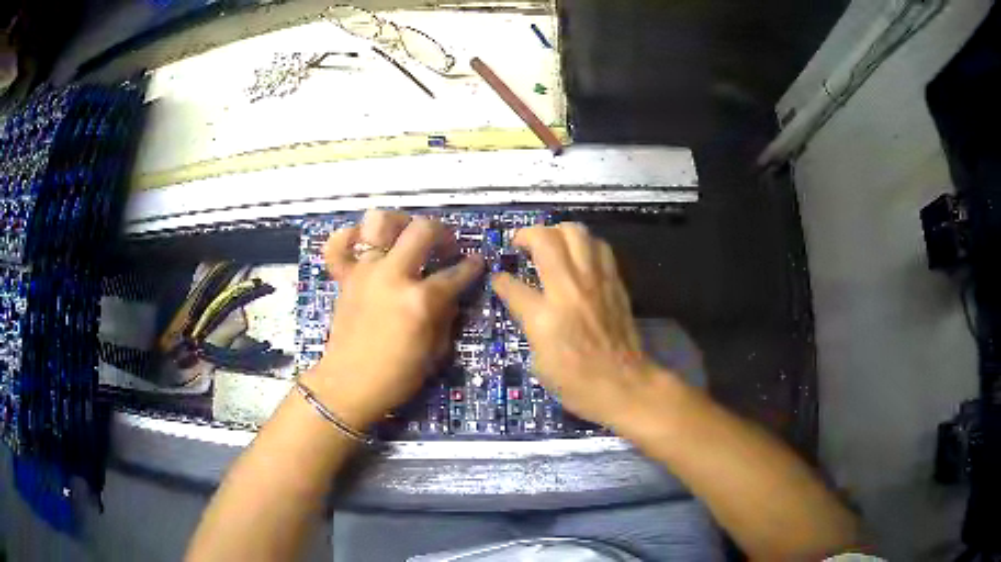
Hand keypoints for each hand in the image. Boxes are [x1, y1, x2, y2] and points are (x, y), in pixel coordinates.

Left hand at [302, 210, 482, 428]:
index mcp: (421, 300)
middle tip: (445, 247)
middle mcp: (393, 276)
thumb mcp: (436, 352)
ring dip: (398, 223)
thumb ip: (446, 316)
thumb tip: (450, 294)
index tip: (476, 263)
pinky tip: (363, 244)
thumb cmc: (397, 376)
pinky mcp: (344, 278)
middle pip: (423, 229)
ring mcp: (364, 272)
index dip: (472, 266)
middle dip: (442, 233)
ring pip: (379, 222)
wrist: (348, 386)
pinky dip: (349, 237)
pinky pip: (339, 244)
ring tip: (405, 236)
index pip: (457, 272)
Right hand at [491, 223, 667, 428]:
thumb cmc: (576, 383)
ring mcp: (595, 282)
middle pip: (546, 239)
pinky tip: (580, 257)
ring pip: (576, 232)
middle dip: (527, 235)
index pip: (511, 285)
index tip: (499, 279)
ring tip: (552, 243)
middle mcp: (569, 289)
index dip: (500, 281)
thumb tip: (526, 307)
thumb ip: (530, 326)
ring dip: (558, 232)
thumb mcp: (538, 362)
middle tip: (522, 244)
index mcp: (544, 316)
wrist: (624, 384)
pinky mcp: (615, 282)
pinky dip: (585, 245)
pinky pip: (600, 247)